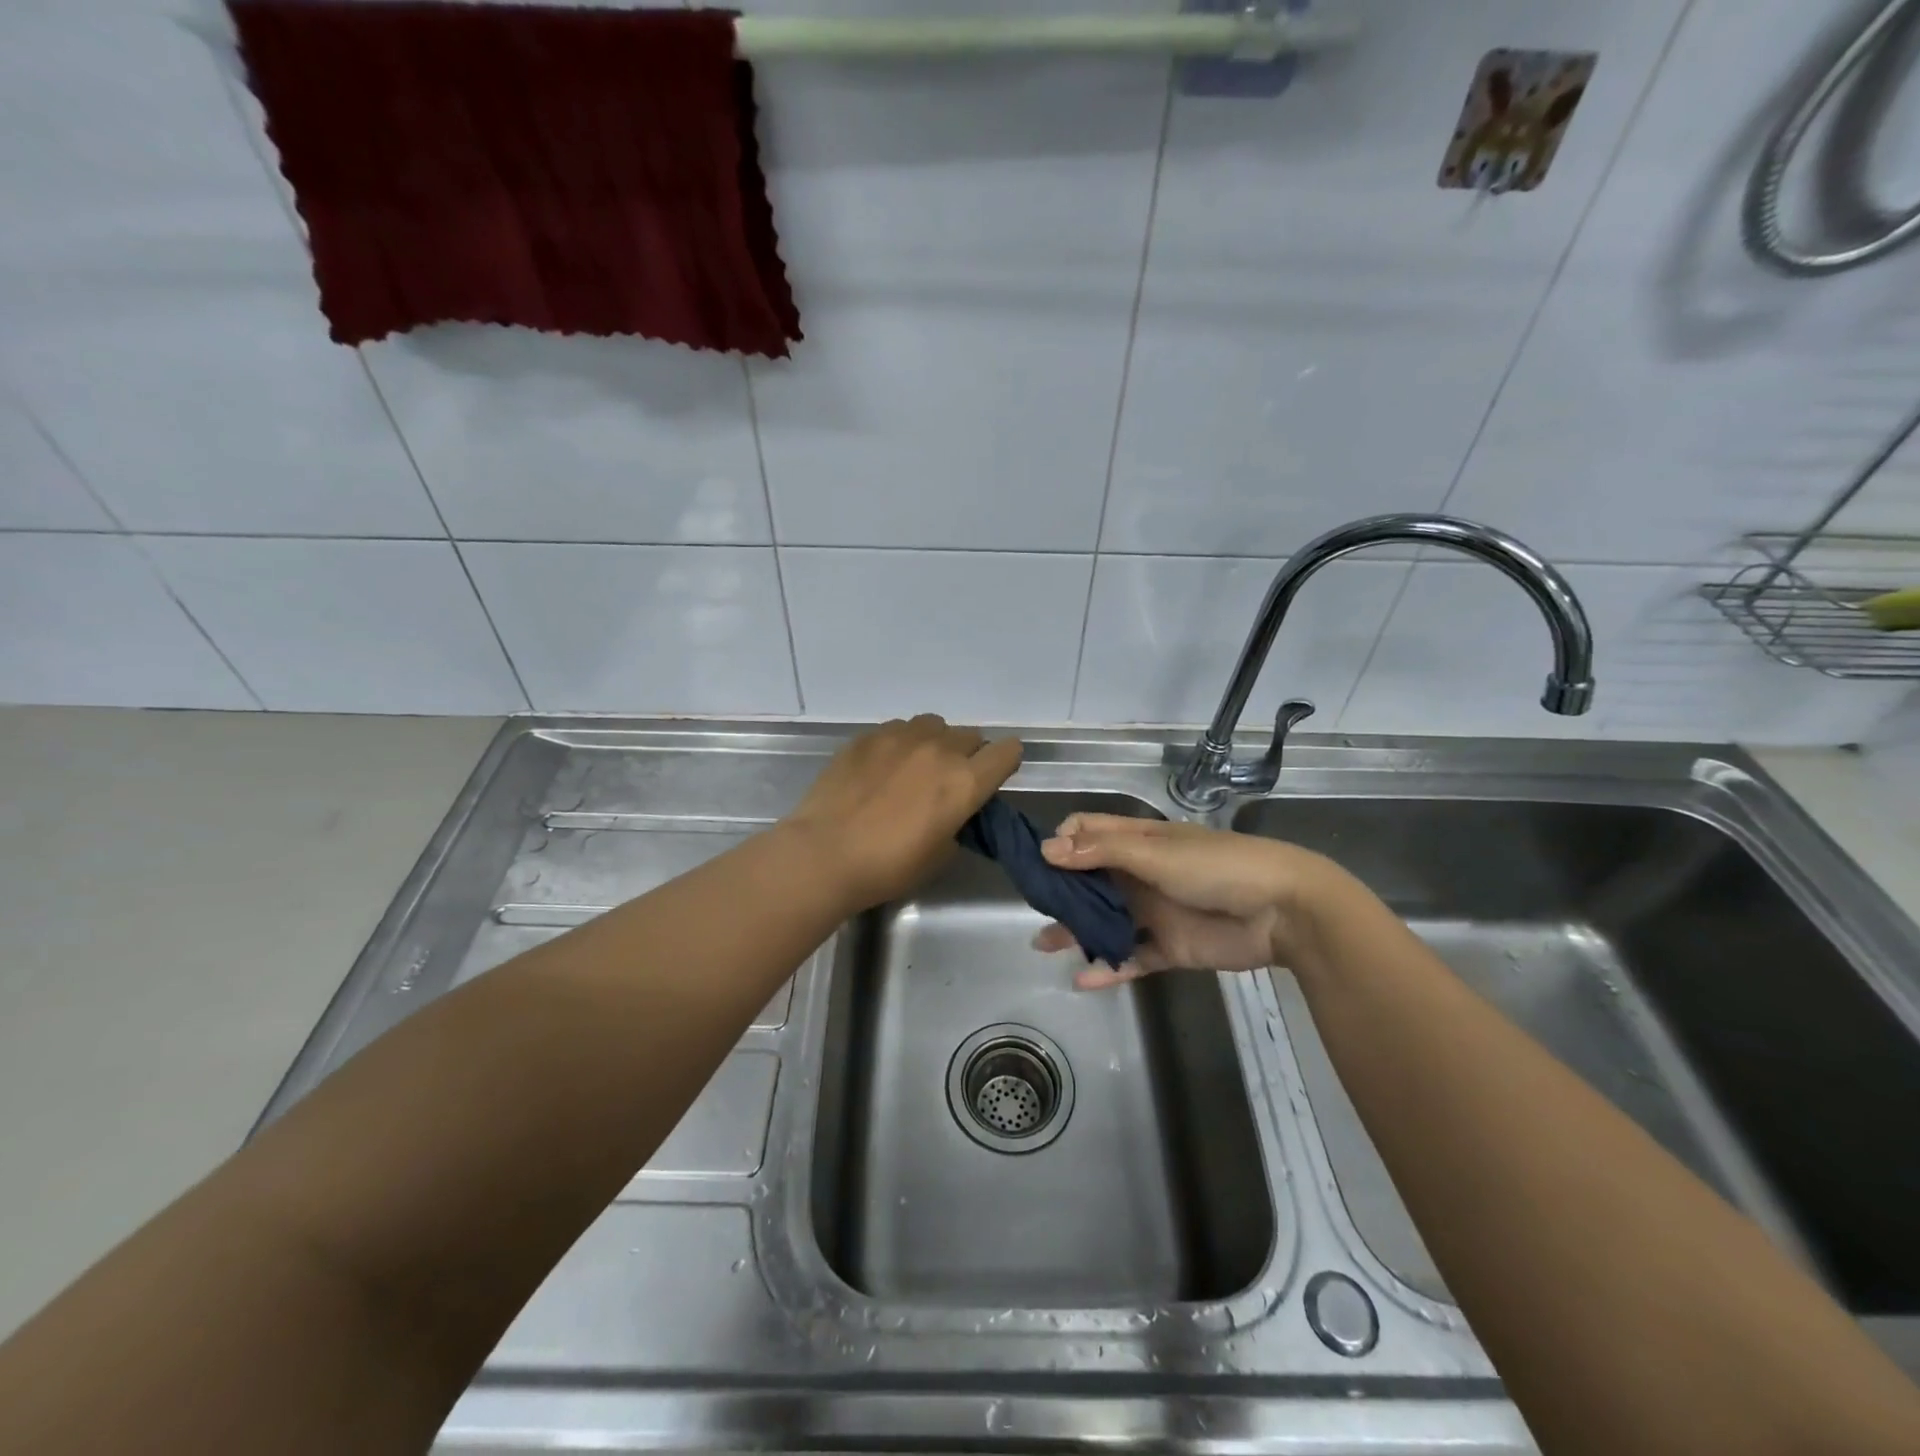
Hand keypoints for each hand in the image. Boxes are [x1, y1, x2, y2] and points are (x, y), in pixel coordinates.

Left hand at [785, 715, 1022, 912]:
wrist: (825, 853)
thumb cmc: (888, 866)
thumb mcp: (941, 853)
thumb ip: (958, 820)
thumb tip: (954, 807)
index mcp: (965, 781)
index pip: (1007, 752)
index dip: (1004, 763)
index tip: (992, 778)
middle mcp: (939, 749)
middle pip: (971, 736)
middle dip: (968, 756)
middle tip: (947, 783)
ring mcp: (901, 737)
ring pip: (934, 725)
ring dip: (935, 743)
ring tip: (914, 768)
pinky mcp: (868, 736)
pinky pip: (898, 728)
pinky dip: (901, 743)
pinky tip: (882, 768)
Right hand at [1035, 814, 1343, 989]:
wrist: (1283, 912)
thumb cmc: (1217, 867)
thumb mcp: (1155, 852)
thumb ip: (1101, 852)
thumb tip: (1046, 850)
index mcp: (1138, 840)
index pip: (1087, 832)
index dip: (1061, 842)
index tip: (1039, 863)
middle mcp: (1140, 873)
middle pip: (1089, 878)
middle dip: (1061, 890)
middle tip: (1035, 907)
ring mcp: (1154, 912)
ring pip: (1104, 920)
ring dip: (1076, 930)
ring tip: (1044, 945)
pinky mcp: (1169, 947)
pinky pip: (1131, 958)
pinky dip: (1107, 968)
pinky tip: (1081, 980)